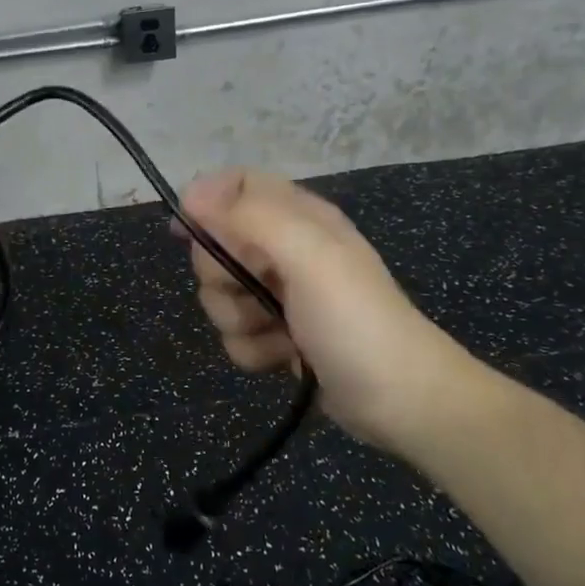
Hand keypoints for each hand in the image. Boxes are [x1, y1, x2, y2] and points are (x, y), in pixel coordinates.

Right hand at [178, 169, 472, 445]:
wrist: (400, 400)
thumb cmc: (354, 319)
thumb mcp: (307, 255)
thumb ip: (248, 218)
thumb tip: (191, 193)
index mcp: (297, 217)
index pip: (237, 185)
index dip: (205, 202)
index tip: (184, 232)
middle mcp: (285, 250)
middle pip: (217, 245)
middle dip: (221, 275)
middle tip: (251, 291)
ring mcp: (280, 295)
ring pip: (220, 295)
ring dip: (238, 319)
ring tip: (276, 333)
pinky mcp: (277, 335)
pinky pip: (235, 333)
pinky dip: (253, 349)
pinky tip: (282, 357)